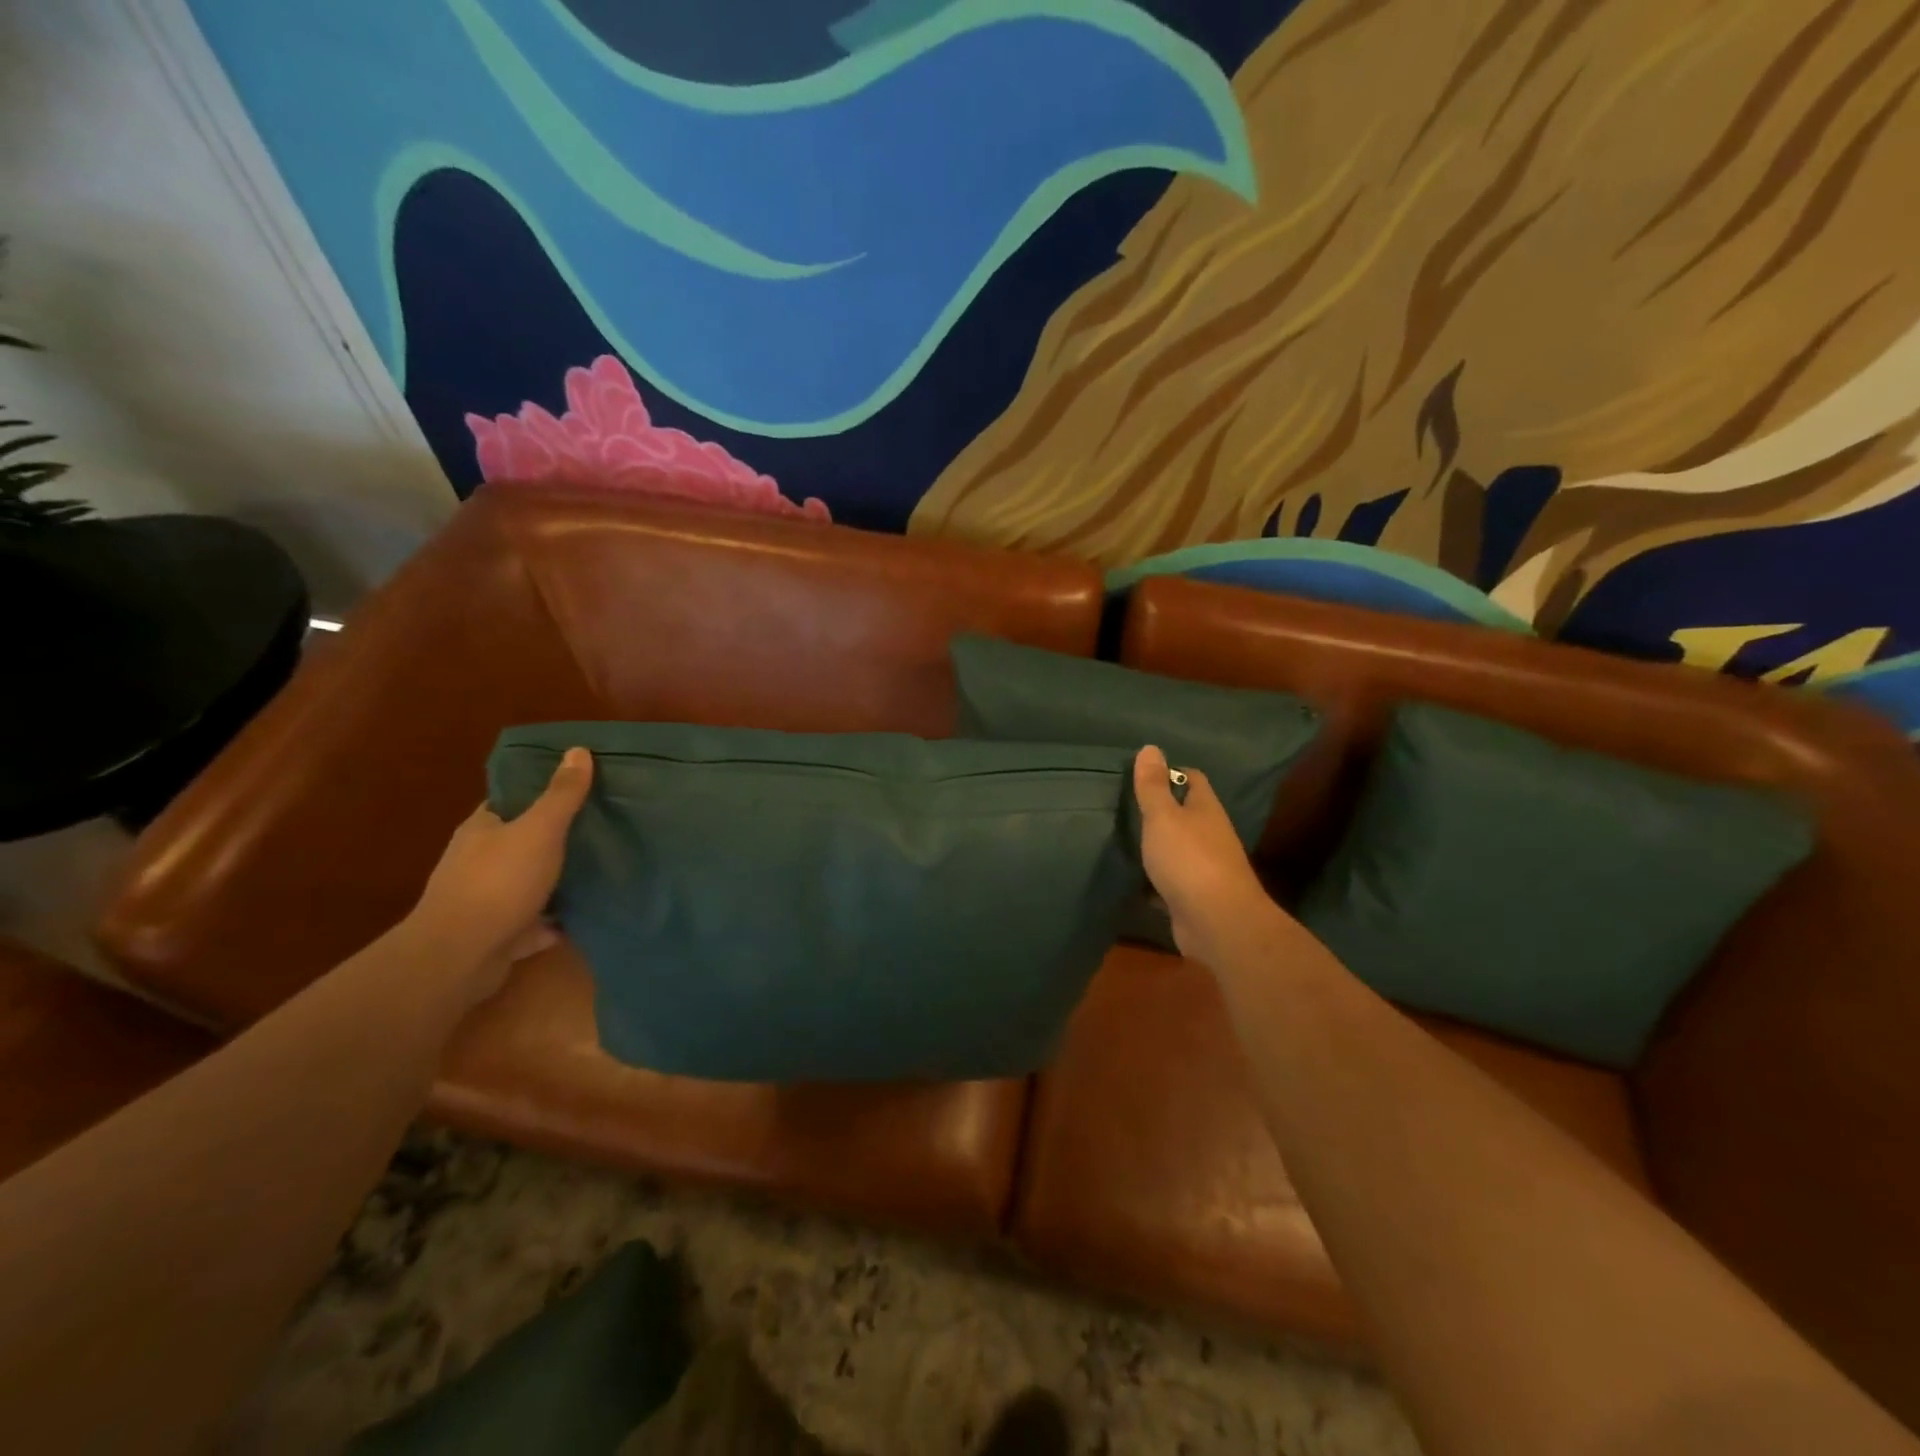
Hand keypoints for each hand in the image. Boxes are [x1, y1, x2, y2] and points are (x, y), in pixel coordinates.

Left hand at [408, 747, 593, 1003]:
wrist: (460, 958)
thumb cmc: (498, 882)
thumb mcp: (538, 830)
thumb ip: (561, 794)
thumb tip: (578, 749)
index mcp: (482, 829)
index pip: (511, 800)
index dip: (542, 790)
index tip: (581, 786)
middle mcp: (479, 861)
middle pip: (523, 840)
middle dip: (557, 836)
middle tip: (602, 826)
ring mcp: (487, 901)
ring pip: (530, 882)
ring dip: (559, 879)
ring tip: (603, 870)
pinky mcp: (499, 935)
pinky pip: (536, 922)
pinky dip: (556, 920)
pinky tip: (585, 915)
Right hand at [1134, 745, 1279, 965]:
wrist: (1217, 922)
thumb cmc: (1189, 860)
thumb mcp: (1163, 817)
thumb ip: (1153, 786)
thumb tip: (1150, 747)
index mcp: (1206, 810)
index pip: (1193, 780)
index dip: (1171, 773)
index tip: (1143, 774)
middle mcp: (1210, 835)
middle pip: (1186, 814)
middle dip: (1161, 809)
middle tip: (1125, 805)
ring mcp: (1205, 868)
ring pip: (1178, 848)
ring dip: (1158, 845)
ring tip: (1124, 839)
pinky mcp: (1194, 897)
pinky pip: (1171, 880)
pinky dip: (1154, 879)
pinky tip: (1134, 878)